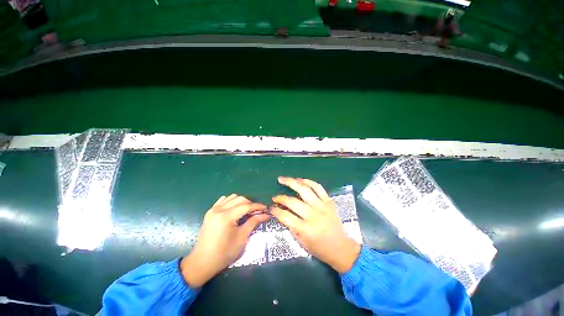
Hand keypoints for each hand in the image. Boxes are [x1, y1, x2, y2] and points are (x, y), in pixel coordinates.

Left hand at [180, 194, 267, 286]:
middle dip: (250, 203)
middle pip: (240, 199)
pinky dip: (232, 201)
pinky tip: (235, 209)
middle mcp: (219, 210)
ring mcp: (213, 210)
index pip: (246, 206)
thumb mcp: (242, 238)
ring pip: (232, 197)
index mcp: (226, 217)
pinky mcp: (210, 212)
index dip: (257, 206)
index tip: (265, 208)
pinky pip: (223, 200)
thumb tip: (265, 214)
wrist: (202, 262)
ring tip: (246, 210)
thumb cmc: (224, 253)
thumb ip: (253, 222)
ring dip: (241, 201)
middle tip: (257, 211)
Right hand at [271, 177, 360, 272]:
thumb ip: (290, 226)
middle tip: (275, 196)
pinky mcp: (329, 201)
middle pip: (293, 202)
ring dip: (292, 182)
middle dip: (281, 198)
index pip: (285, 216)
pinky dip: (308, 181)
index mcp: (306, 229)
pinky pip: (318, 187)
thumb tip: (281, 212)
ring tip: (283, 179)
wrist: (341, 248)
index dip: (275, 210)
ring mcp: (322, 206)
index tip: (270, 207)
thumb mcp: (301, 242)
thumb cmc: (319, 248)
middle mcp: (313, 216)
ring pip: (304, 190)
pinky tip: (300, 180)